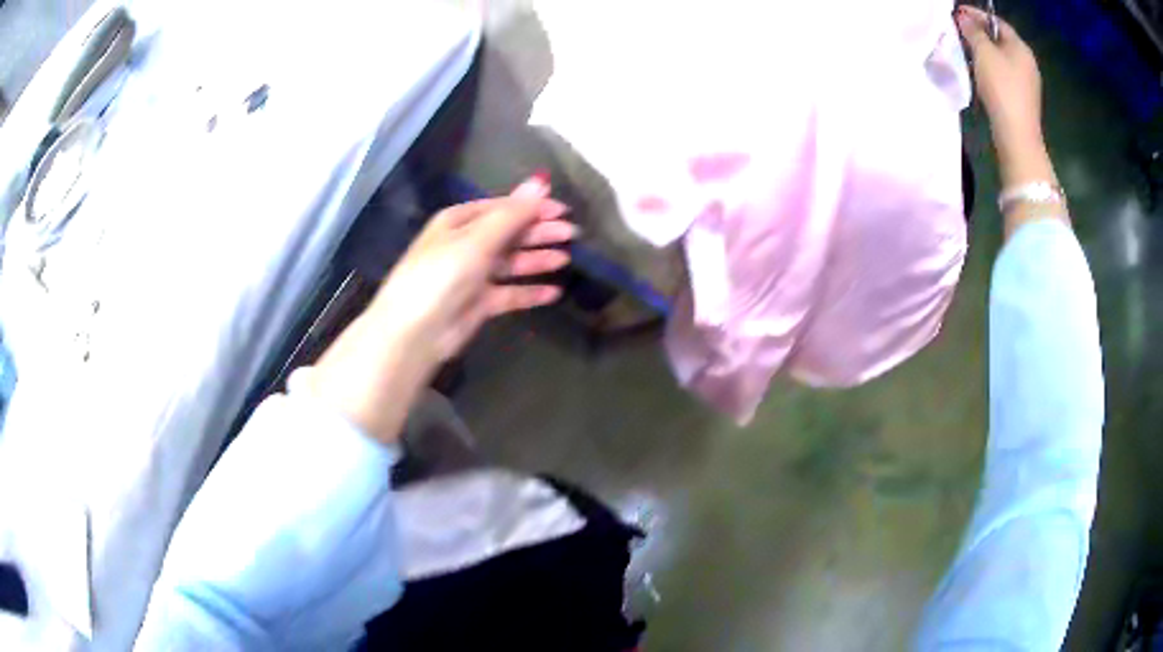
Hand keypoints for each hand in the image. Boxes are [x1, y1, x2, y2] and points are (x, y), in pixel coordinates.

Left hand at [371, 177, 573, 363]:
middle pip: (509, 233)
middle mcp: (466, 244)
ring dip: (537, 260)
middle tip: (572, 233)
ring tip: (566, 259)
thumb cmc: (442, 275)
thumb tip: (540, 182)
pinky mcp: (479, 303)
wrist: (416, 332)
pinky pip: (510, 293)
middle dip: (539, 232)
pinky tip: (554, 292)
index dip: (533, 207)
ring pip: (511, 263)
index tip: (563, 210)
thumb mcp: (477, 239)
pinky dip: (530, 292)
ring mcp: (472, 275)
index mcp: (459, 221)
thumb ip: (512, 213)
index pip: (502, 208)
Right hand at [956, 6, 1042, 158]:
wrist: (1017, 135)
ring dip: (985, 51)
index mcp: (1021, 47)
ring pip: (1003, 57)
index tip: (958, 14)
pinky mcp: (1023, 99)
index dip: (977, 15)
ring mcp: (1028, 82)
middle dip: (981, 33)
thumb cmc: (1002, 88)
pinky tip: (981, 73)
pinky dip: (992, 68)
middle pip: (1001, 40)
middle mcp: (1028, 62)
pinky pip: (1006, 74)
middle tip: (960, 31)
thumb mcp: (983, 53)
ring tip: (967, 51)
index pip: (997, 22)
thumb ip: (972, 31)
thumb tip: (964, 18)